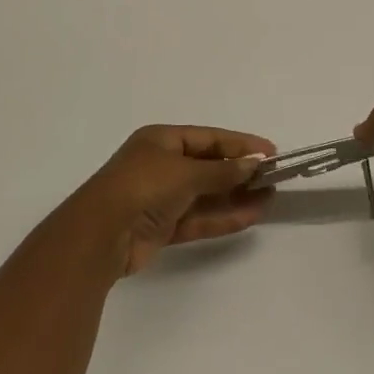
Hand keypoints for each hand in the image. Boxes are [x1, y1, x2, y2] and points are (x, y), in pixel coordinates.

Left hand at [70, 125, 275, 277]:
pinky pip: (199, 218)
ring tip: (270, 197)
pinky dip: (223, 217)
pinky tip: (251, 216)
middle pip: (209, 166)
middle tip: (273, 177)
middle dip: (240, 172)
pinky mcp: (163, 227)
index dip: (240, 144)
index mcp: (161, 140)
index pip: (209, 138)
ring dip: (236, 196)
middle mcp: (161, 165)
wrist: (100, 235)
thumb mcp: (185, 172)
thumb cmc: (142, 186)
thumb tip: (254, 164)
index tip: (270, 152)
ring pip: (206, 194)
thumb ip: (222, 171)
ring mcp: (162, 198)